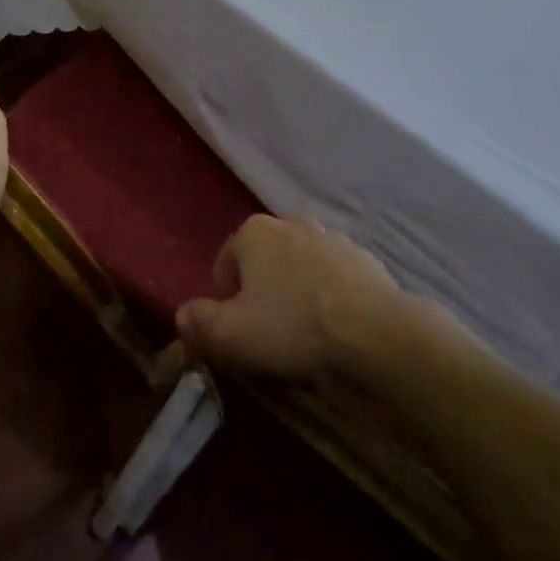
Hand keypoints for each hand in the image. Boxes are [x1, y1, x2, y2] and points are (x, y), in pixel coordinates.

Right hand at [175, 216, 401, 381]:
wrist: (376, 334)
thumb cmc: (292, 328)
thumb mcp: (230, 335)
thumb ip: (198, 322)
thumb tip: (183, 316)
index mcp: (254, 231)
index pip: (225, 264)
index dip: (225, 301)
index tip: (237, 332)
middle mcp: (292, 223)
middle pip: (264, 263)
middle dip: (262, 294)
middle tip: (269, 336)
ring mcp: (333, 239)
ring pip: (301, 271)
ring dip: (297, 296)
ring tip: (304, 337)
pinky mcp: (366, 261)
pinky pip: (335, 282)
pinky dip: (331, 300)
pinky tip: (336, 332)